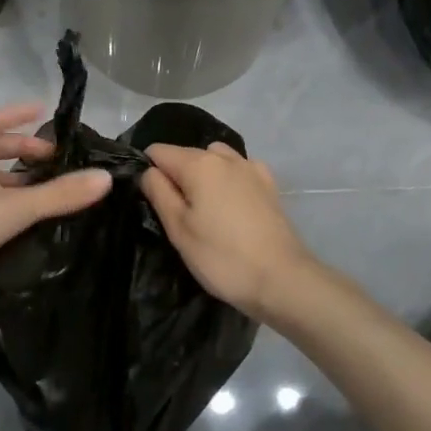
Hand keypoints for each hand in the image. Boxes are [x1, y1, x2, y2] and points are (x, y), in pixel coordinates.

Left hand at [0, 104, 112, 303]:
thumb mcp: (16, 207)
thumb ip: (60, 194)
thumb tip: (105, 178)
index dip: (17, 115)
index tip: (42, 112)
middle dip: (20, 151)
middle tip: (52, 159)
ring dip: (11, 180)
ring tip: (43, 190)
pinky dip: (1, 204)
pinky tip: (20, 221)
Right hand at [140, 142, 315, 321]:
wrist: (282, 279)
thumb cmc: (222, 257)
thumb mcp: (179, 230)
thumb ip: (159, 193)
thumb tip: (148, 171)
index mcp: (199, 164)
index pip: (158, 151)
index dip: (148, 171)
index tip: (151, 200)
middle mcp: (225, 157)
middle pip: (187, 154)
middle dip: (175, 175)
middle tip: (176, 215)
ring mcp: (251, 167)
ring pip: (214, 158)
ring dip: (203, 174)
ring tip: (204, 208)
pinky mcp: (269, 184)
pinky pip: (238, 169)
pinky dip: (228, 179)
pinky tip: (231, 205)